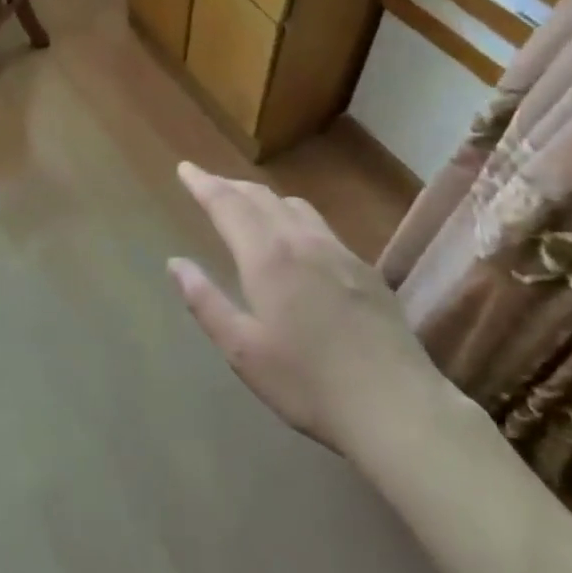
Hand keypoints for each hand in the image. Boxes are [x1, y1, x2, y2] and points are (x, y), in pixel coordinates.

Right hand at [169, 162, 435, 453]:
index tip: (185, 167)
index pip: (227, 204)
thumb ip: (206, 302)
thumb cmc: (308, 383)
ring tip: (247, 203)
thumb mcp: (243, 350)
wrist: (396, 405)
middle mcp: (301, 240)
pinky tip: (296, 238)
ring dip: (263, 196)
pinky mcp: (364, 268)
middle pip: (260, 196)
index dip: (203, 183)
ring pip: (293, 205)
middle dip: (229, 185)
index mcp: (267, 257)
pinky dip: (293, 216)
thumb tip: (175, 263)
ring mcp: (338, 250)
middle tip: (208, 183)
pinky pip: (320, 224)